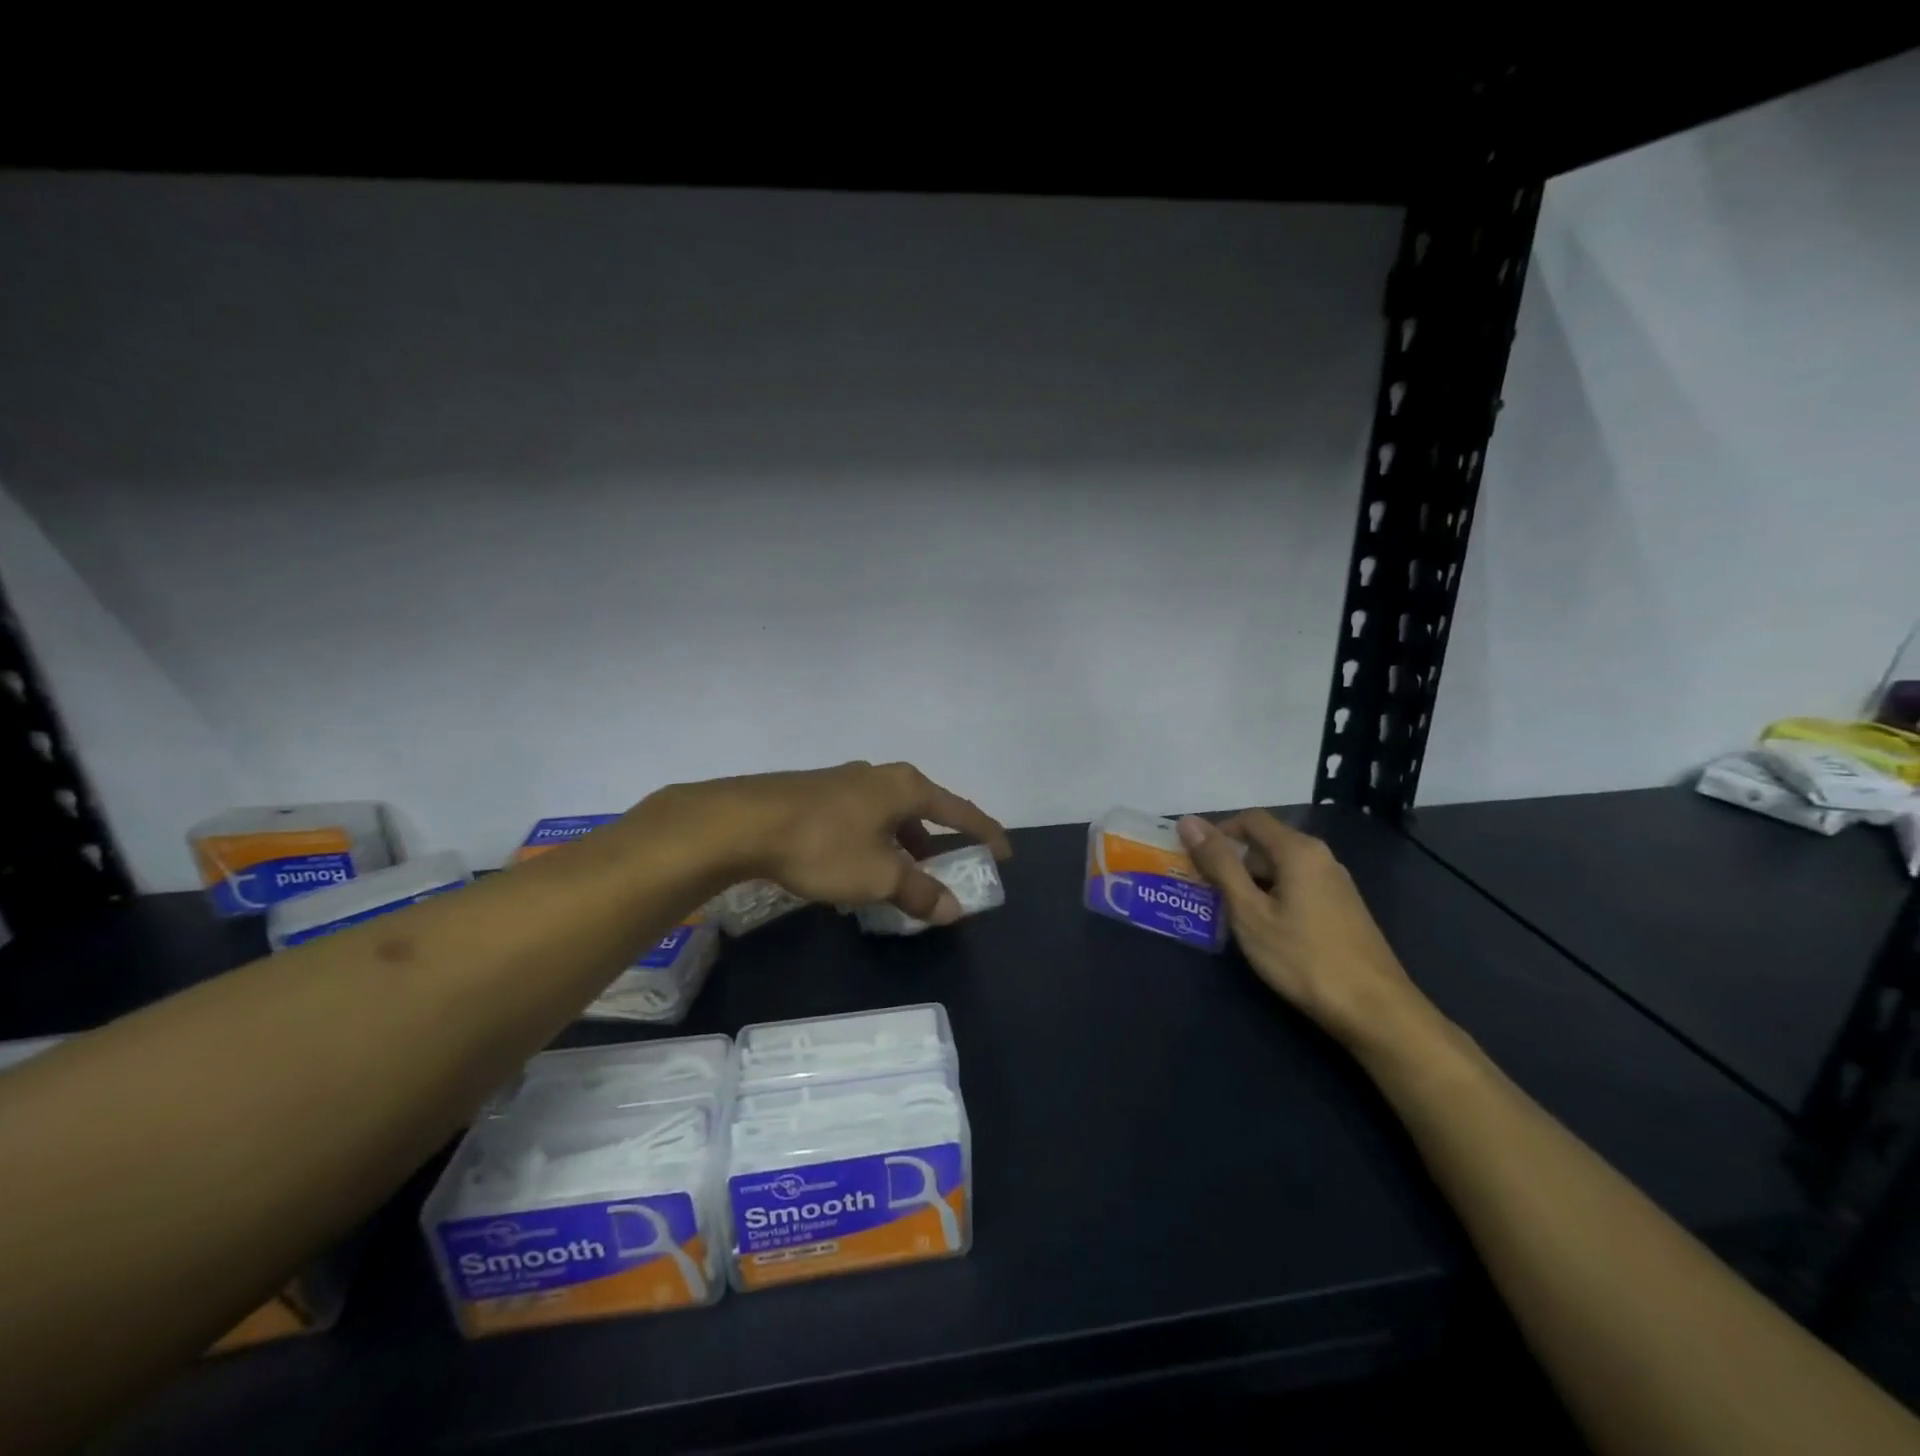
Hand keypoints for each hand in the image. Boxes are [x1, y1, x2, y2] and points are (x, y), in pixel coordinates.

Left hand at [655, 762, 1011, 924]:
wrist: (745, 822)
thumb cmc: (824, 844)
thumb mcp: (879, 876)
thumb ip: (920, 892)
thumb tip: (954, 909)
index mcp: (906, 787)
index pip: (960, 811)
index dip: (984, 833)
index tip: (1004, 853)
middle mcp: (881, 776)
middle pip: (925, 810)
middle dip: (939, 842)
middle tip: (951, 870)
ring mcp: (847, 781)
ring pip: (890, 815)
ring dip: (904, 845)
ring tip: (904, 875)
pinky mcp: (818, 793)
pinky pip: (863, 819)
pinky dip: (875, 842)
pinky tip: (860, 866)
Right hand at [1177, 810, 1433, 1052]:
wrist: (1375, 1010)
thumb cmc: (1303, 958)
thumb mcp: (1249, 912)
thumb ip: (1220, 864)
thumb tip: (1188, 821)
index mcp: (1298, 850)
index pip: (1250, 819)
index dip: (1217, 832)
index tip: (1194, 860)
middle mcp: (1321, 857)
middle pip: (1266, 843)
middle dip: (1232, 862)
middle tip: (1205, 893)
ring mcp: (1336, 884)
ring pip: (1281, 868)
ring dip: (1250, 883)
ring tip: (1228, 915)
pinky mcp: (1342, 908)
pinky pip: (1297, 887)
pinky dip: (1273, 897)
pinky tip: (1264, 930)